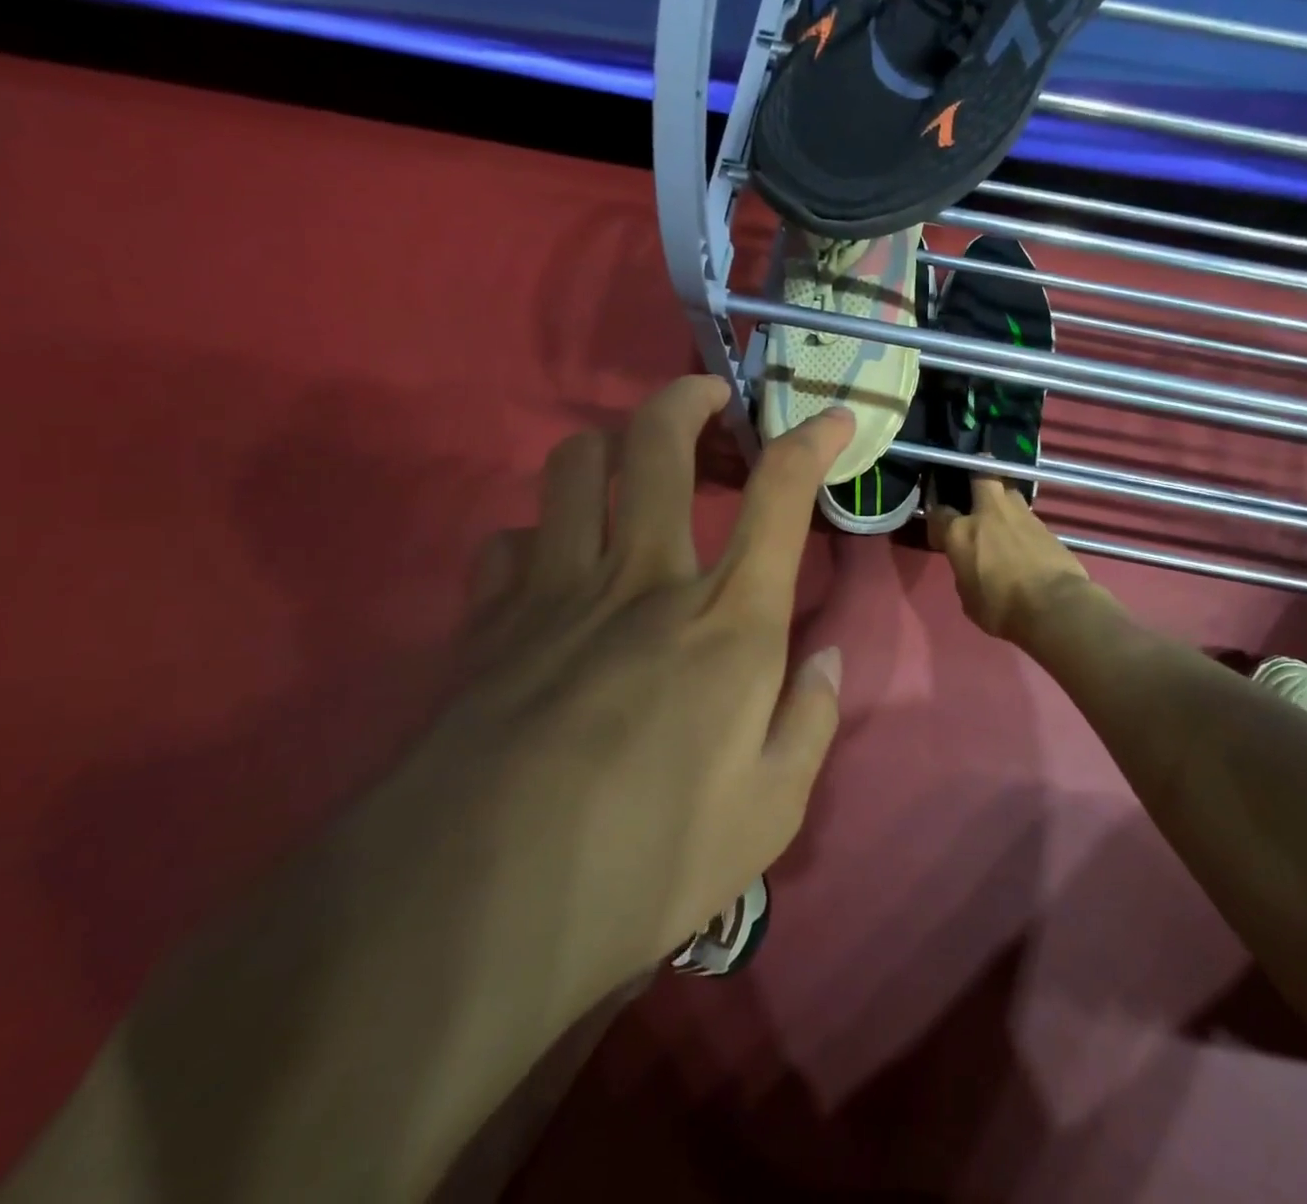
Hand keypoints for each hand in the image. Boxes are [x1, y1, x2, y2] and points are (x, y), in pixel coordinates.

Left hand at [447, 375, 852, 1005]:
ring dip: (609, 443)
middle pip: (657, 442)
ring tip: (631, 462)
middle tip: (709, 396)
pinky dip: (536, 536)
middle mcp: (644, 579)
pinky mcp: (488, 623)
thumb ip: (809, 722)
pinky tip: (548, 565)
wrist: (472, 910)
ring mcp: (556, 592)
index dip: (813, 441)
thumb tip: (824, 662)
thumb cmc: (646, 861)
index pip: (781, 495)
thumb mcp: (769, 813)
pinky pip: (508, 540)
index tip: (833, 417)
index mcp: (727, 620)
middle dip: (688, 397)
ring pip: (574, 465)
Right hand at [927, 476, 1092, 642]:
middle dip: (975, 477)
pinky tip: (1022, 539)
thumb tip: (971, 566)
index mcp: (961, 533)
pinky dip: (1021, 523)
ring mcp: (1020, 515)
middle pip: (980, 475)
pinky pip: (1027, 515)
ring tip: (1001, 517)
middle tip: (973, 493)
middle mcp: (988, 513)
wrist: (1055, 606)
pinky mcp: (1045, 525)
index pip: (939, 513)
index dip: (937, 519)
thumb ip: (965, 573)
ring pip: (1007, 491)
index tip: (940, 531)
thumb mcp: (969, 598)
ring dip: (1001, 499)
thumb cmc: (1001, 608)